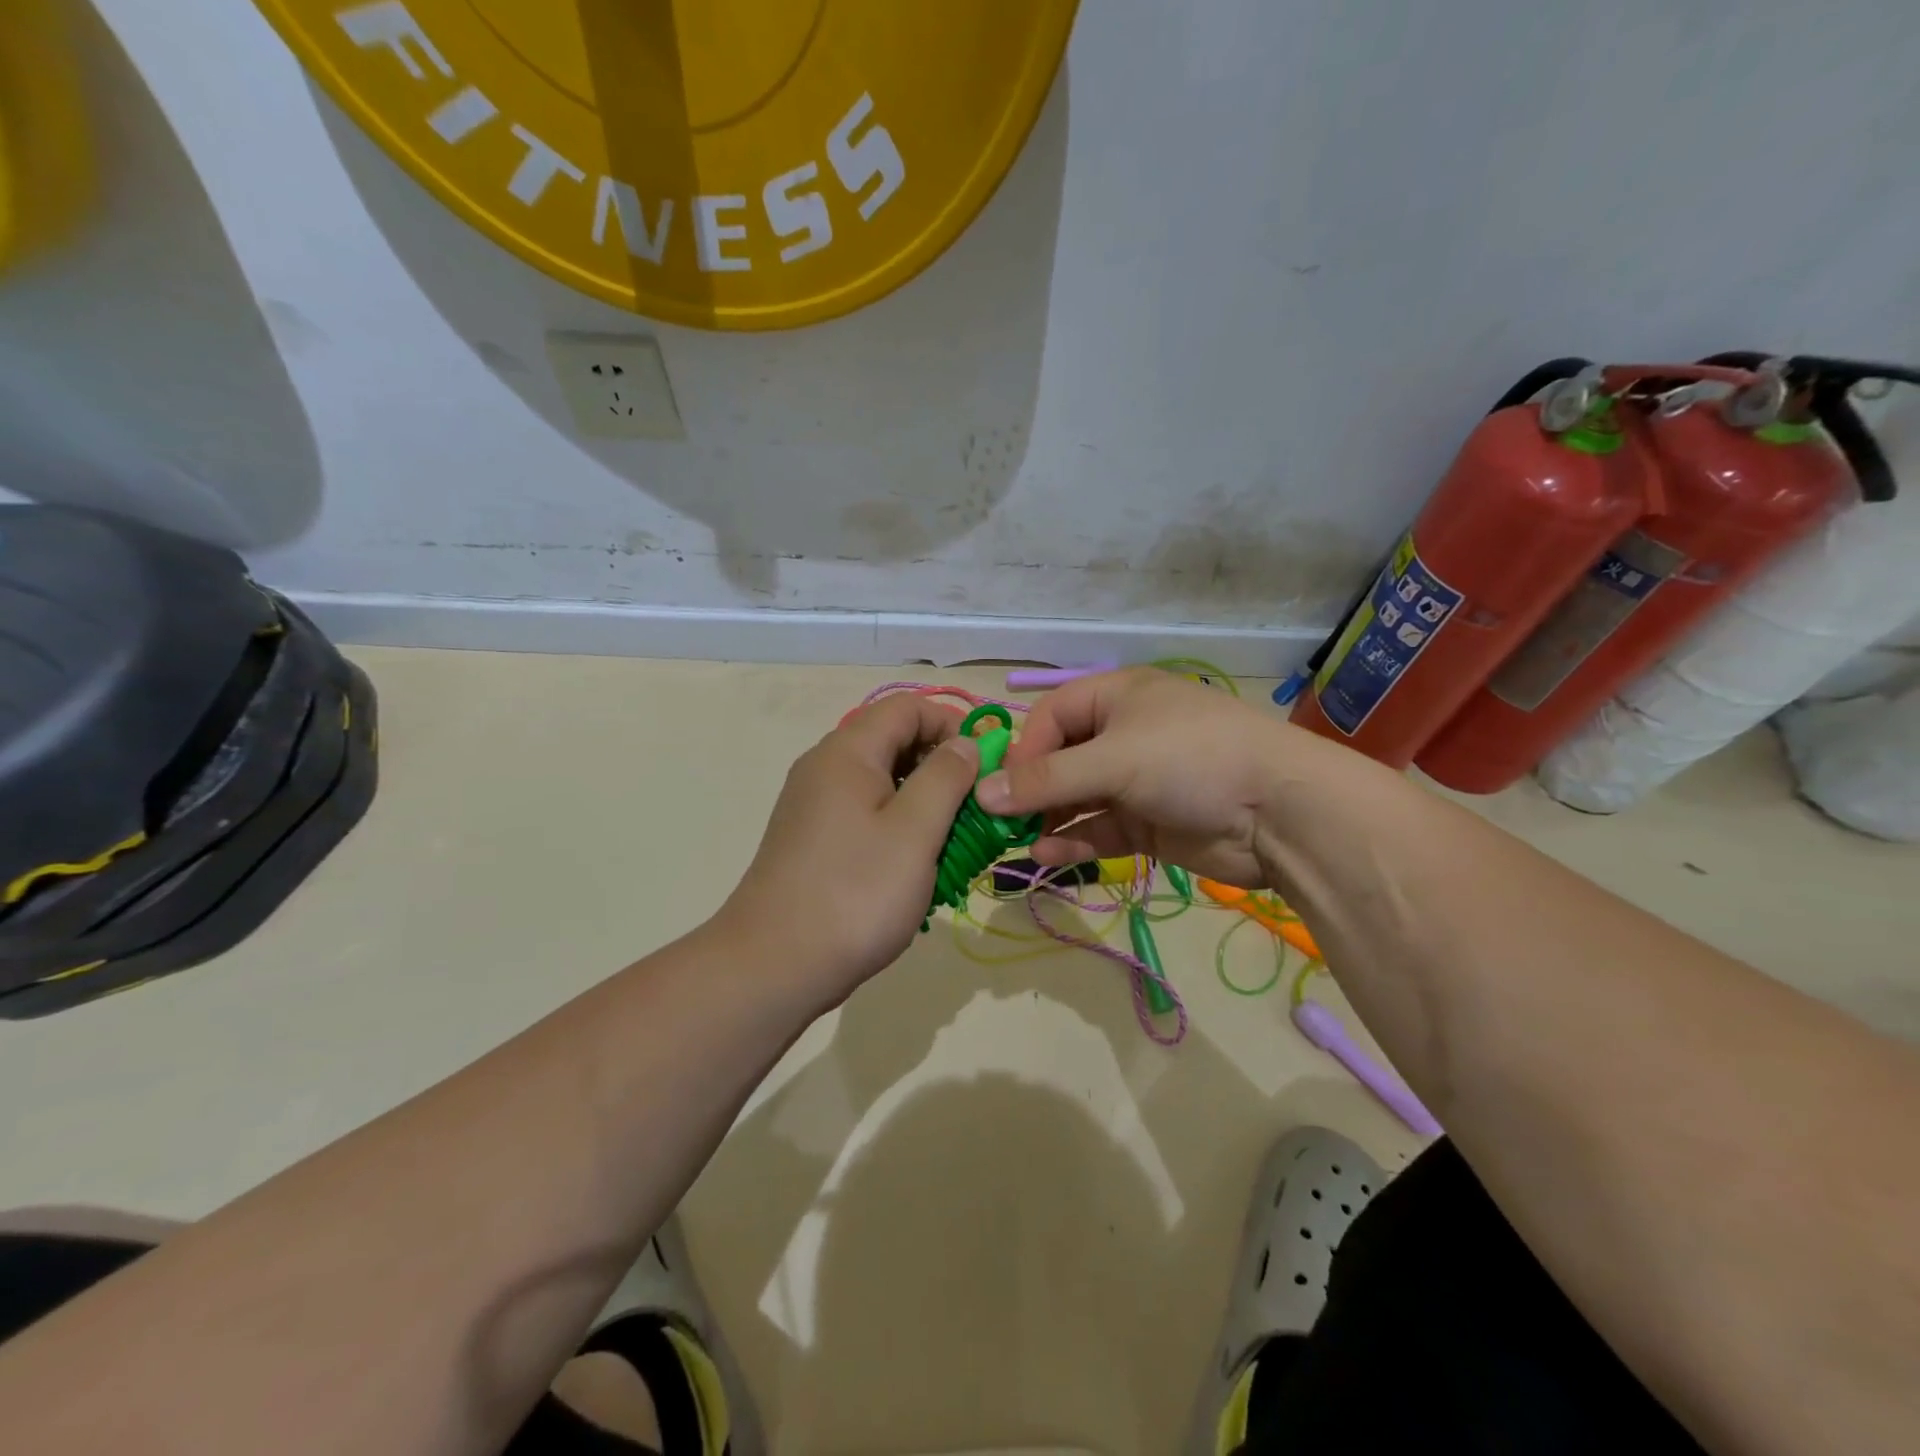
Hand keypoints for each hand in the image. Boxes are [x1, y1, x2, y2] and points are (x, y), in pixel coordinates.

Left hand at [719, 693, 981, 1007]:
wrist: (773, 965)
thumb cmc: (855, 893)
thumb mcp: (915, 831)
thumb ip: (946, 777)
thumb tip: (965, 743)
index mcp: (848, 752)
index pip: (908, 707)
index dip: (952, 724)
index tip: (985, 766)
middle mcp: (824, 766)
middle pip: (892, 739)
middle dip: (940, 764)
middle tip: (973, 807)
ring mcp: (813, 803)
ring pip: (880, 779)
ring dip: (921, 798)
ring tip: (950, 839)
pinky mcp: (811, 837)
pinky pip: (863, 811)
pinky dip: (896, 823)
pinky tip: (913, 862)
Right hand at [977, 668, 1326, 888]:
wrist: (1281, 813)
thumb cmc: (1192, 761)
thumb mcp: (1114, 760)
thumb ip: (1047, 779)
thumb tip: (982, 794)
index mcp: (1117, 697)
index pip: (1051, 716)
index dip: (1023, 750)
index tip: (1002, 787)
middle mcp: (1123, 734)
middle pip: (1060, 759)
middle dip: (1030, 790)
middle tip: (999, 822)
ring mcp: (1137, 781)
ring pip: (1077, 799)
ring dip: (1048, 820)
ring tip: (1017, 844)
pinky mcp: (1149, 822)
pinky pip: (1099, 829)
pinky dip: (1074, 841)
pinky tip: (1048, 856)